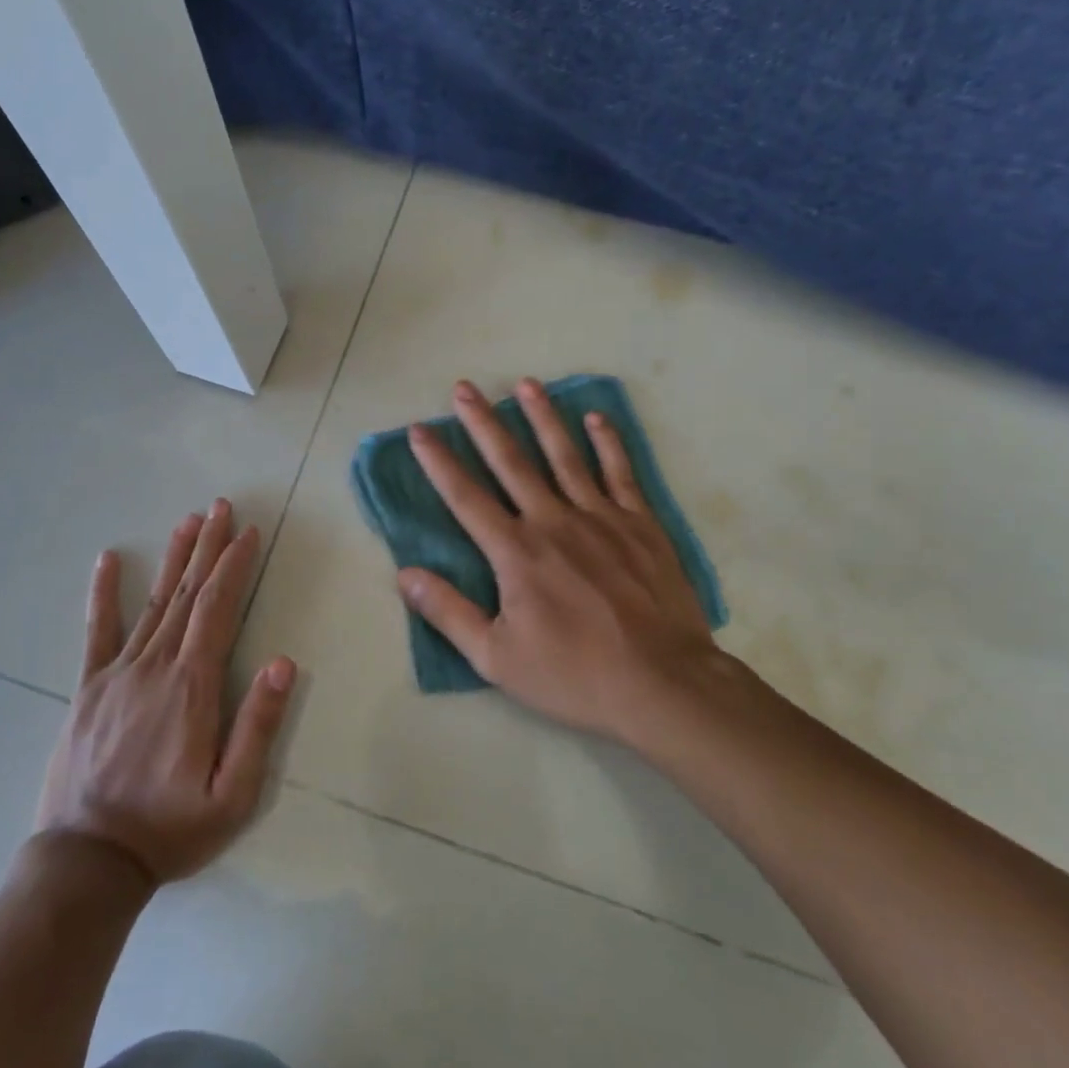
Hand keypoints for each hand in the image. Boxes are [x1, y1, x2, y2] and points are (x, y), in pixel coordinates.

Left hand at [36, 500, 294, 885]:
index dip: (235, 567)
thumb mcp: (231, 795)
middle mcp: (155, 667)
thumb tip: (282, 663)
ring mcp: (117, 673)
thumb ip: (257, 727)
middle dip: (208, 548)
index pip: (218, 609)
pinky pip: (96, 631)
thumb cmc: (169, 829)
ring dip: (173, 559)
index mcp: (192, 687)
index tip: (250, 532)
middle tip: (222, 507)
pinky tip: (107, 560)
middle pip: (187, 594)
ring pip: (152, 603)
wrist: (87, 860)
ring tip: (188, 521)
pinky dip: (103, 593)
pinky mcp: (88, 688)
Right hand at [398, 379, 725, 751]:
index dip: (439, 461)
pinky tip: (596, 418)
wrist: (662, 684)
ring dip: (543, 417)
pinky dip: (608, 443)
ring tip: (526, 384)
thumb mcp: (496, 657)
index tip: (420, 429)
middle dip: (483, 423)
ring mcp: (601, 518)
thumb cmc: (573, 674)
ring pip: (565, 455)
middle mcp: (553, 521)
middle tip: (465, 388)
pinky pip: (620, 472)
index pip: (466, 497)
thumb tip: (405, 575)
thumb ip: (449, 613)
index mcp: (516, 553)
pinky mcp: (641, 525)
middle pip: (511, 462)